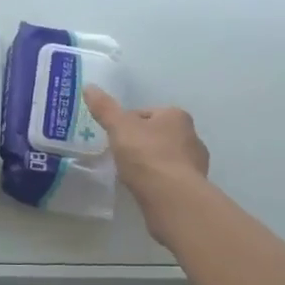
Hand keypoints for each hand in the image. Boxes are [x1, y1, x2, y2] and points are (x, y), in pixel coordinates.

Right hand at [84, 86, 209, 244]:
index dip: (126, 124)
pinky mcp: (195, 187)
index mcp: (176, 116)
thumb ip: (104, 108)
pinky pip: (170, 178)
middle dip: (140, 143)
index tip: (114, 138)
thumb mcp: (119, 127)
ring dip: (150, 163)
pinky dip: (158, 181)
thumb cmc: (147, 155)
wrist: (172, 197)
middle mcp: (192, 136)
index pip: (145, 114)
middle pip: (157, 135)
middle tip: (120, 155)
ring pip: (165, 157)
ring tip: (131, 174)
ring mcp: (196, 163)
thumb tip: (88, 86)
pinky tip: (145, 189)